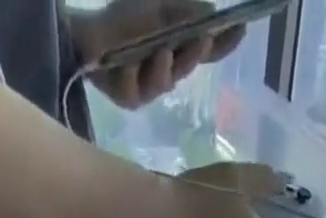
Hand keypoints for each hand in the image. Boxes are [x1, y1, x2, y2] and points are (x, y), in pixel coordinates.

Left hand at [75, 0, 243, 108]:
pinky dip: (132, 72)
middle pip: (187, 65)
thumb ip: (186, 15)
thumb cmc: (122, 17)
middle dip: (193, 52)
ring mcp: (148, 88)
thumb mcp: (159, 8)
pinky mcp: (129, 100)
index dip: (223, 43)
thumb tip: (213, 16)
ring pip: (164, 81)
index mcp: (176, 47)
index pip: (206, 49)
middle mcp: (166, 70)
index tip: (241, 29)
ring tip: (160, 51)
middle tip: (201, 37)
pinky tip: (125, 62)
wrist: (84, 35)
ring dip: (163, 66)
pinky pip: (136, 89)